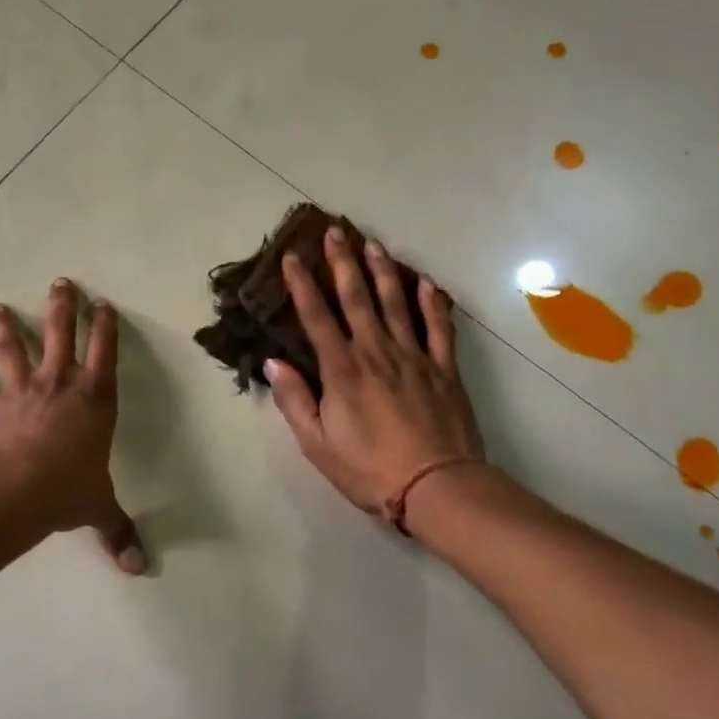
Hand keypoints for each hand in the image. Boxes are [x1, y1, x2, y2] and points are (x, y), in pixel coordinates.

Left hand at [0, 279, 145, 573]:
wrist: (15, 488)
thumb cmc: (67, 489)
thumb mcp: (98, 509)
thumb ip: (118, 532)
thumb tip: (139, 569)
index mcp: (95, 400)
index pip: (105, 353)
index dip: (106, 327)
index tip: (104, 303)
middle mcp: (59, 385)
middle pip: (62, 335)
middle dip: (62, 307)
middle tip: (60, 282)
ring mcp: (21, 392)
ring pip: (16, 350)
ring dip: (7, 328)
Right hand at [267, 228, 485, 517]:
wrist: (436, 486)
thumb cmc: (368, 469)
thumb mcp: (317, 444)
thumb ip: (295, 400)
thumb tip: (275, 363)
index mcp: (342, 370)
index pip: (316, 316)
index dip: (302, 284)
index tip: (293, 256)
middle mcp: (376, 352)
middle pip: (357, 297)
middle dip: (343, 262)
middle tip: (336, 231)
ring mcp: (414, 357)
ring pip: (397, 303)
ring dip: (384, 271)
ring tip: (374, 244)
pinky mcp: (444, 369)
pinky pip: (439, 328)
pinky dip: (432, 303)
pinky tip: (426, 283)